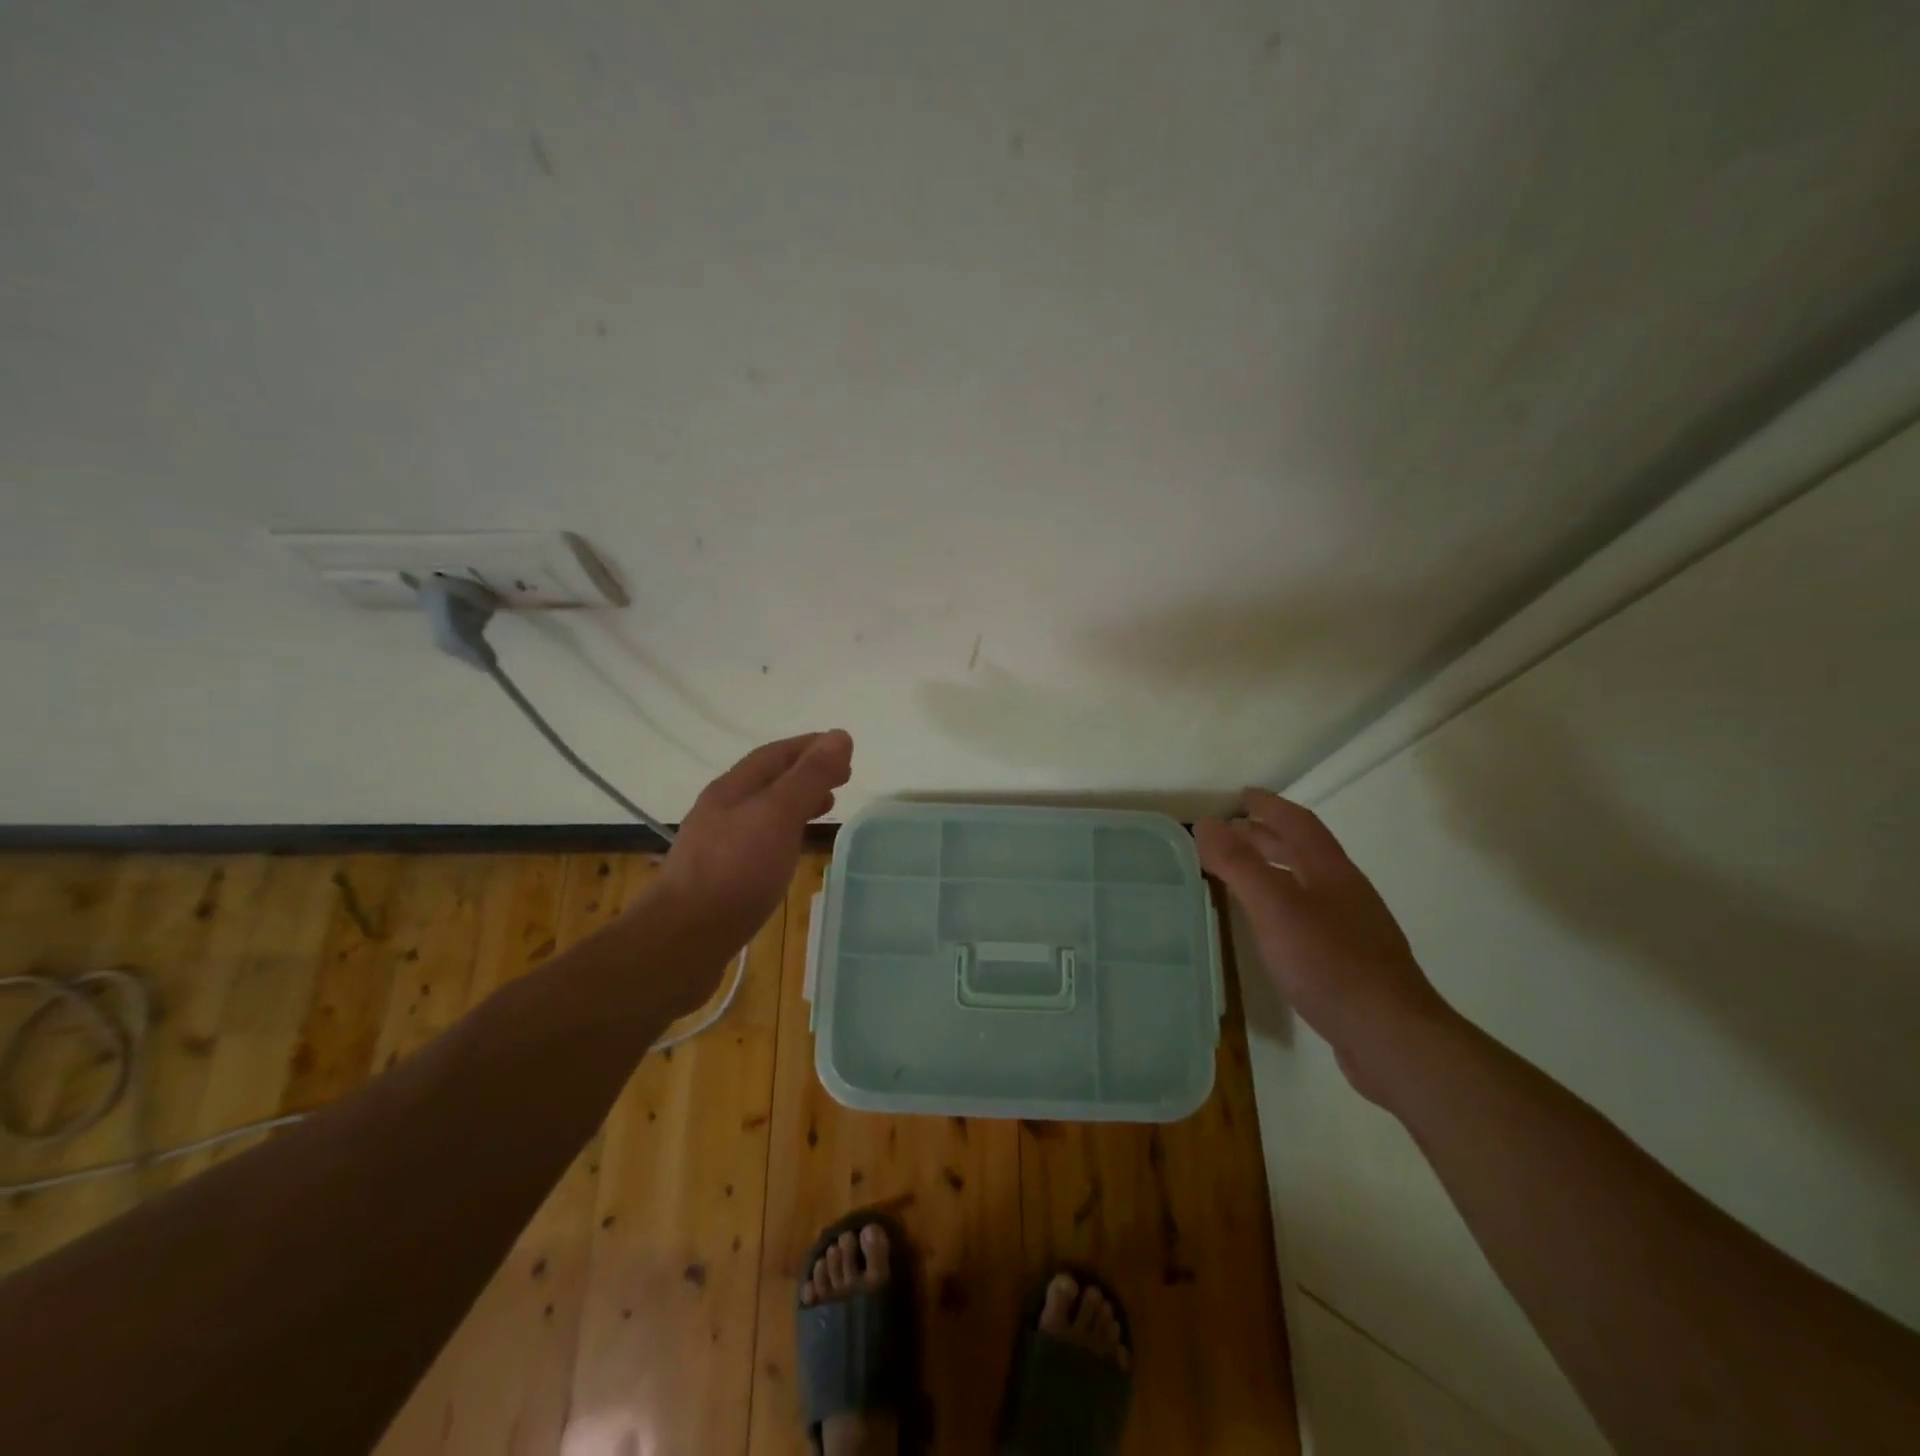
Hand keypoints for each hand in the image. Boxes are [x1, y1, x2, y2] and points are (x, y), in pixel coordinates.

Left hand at [638, 730, 853, 1002]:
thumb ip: (809, 777)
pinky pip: (759, 840)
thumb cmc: (735, 872)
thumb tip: (840, 736)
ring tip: (826, 808)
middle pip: (768, 780)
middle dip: (805, 773)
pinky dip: (785, 832)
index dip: (810, 747)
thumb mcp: (778, 815)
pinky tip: (791, 850)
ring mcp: (717, 845)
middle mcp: (721, 810)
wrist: (682, 940)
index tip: (844, 749)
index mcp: (733, 789)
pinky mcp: (720, 877)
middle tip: (843, 778)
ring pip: (764, 811)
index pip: (776, 754)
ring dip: (796, 802)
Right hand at [1195, 790, 1451, 1100]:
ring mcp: (1353, 928)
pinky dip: (1284, 905)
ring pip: (1308, 884)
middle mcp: (1345, 892)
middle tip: (1232, 832)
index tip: (1241, 796)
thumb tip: (1206, 822)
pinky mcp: (1351, 962)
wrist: (1391, 1036)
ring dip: (1275, 869)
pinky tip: (1272, 927)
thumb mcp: (1274, 907)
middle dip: (1268, 836)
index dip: (1269, 806)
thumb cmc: (1329, 963)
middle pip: (1305, 851)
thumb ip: (1238, 864)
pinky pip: (1310, 916)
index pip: (1298, 823)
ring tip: (1243, 874)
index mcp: (1331, 871)